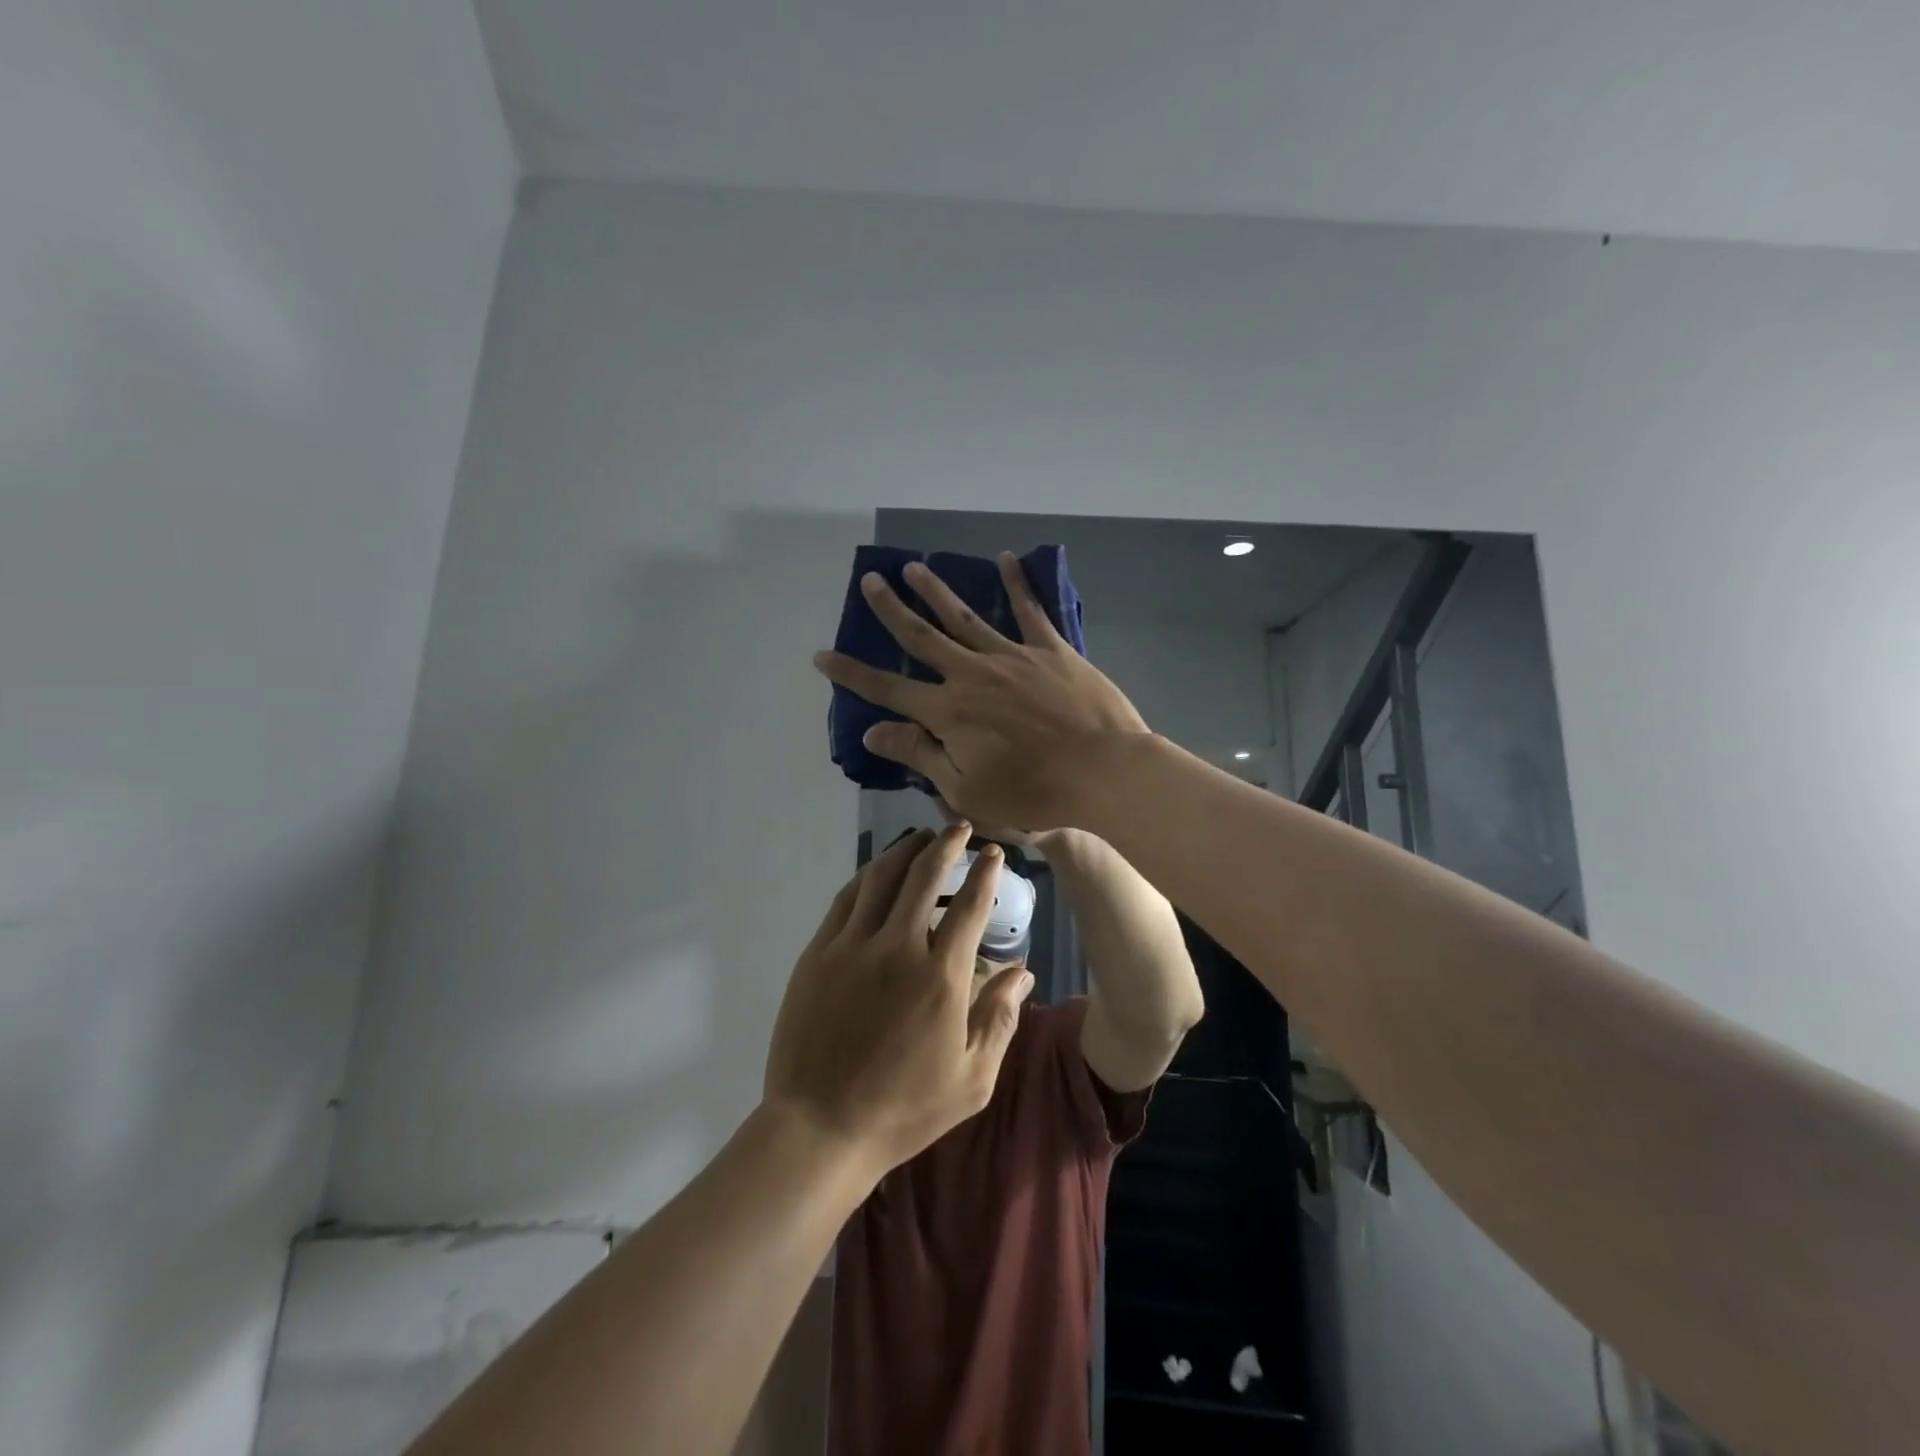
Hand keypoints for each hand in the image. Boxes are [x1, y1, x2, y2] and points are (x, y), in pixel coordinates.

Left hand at [762, 824, 1035, 1175]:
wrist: (820, 1128)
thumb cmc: (905, 1109)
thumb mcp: (972, 1079)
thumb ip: (1000, 1018)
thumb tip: (1024, 971)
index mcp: (940, 978)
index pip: (969, 906)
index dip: (985, 873)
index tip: (993, 853)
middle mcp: (897, 949)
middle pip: (923, 876)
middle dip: (945, 845)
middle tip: (958, 828)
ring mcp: (851, 947)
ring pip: (881, 878)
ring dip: (905, 851)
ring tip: (921, 837)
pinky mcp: (818, 954)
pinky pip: (846, 899)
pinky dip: (867, 877)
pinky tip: (877, 871)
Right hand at [814, 554, 1149, 832]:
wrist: (1104, 773)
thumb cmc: (1033, 793)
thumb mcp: (966, 789)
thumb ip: (919, 755)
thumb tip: (872, 731)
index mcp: (948, 712)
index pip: (888, 689)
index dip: (852, 673)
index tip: (822, 654)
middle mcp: (972, 674)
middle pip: (922, 637)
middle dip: (891, 610)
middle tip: (871, 581)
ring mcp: (1013, 657)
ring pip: (966, 616)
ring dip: (937, 590)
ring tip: (915, 567)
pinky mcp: (1052, 651)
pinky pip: (1031, 611)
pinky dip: (1018, 584)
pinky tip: (1006, 559)